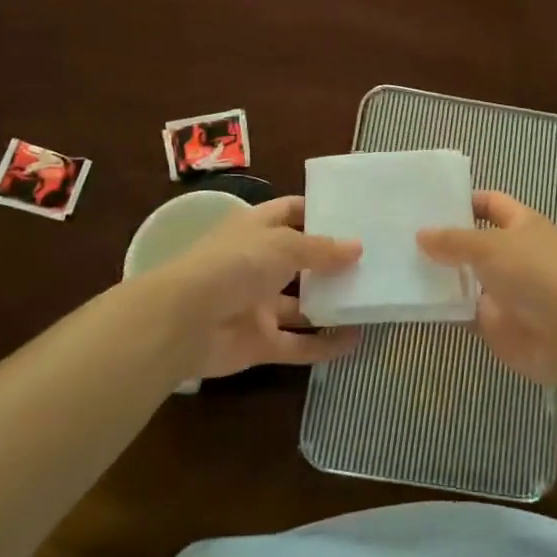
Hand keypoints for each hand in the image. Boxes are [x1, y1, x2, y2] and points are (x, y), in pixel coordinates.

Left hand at [142, 196, 361, 379]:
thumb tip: (357, 248)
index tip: (355, 216)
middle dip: (332, 262)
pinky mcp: (259, 342)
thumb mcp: (283, 245)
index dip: (319, 212)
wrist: (183, 322)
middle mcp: (258, 263)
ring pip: (301, 304)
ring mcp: (258, 305)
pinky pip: (297, 343)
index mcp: (257, 229)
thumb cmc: (233, 265)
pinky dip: (323, 344)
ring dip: (331, 304)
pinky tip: (355, 340)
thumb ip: (321, 249)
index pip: (291, 212)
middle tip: (374, 261)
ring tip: (371, 300)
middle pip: (300, 260)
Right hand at [418, 190, 556, 387]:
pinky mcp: (493, 322)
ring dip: (438, 273)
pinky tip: (411, 300)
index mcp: (521, 224)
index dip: (462, 200)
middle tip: (399, 233)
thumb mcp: (490, 246)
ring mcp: (502, 290)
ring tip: (396, 263)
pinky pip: (461, 310)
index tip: (427, 203)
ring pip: (464, 276)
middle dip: (442, 239)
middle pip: (472, 241)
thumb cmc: (535, 274)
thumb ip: (453, 241)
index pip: (489, 203)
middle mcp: (512, 253)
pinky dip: (441, 307)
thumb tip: (421, 234)